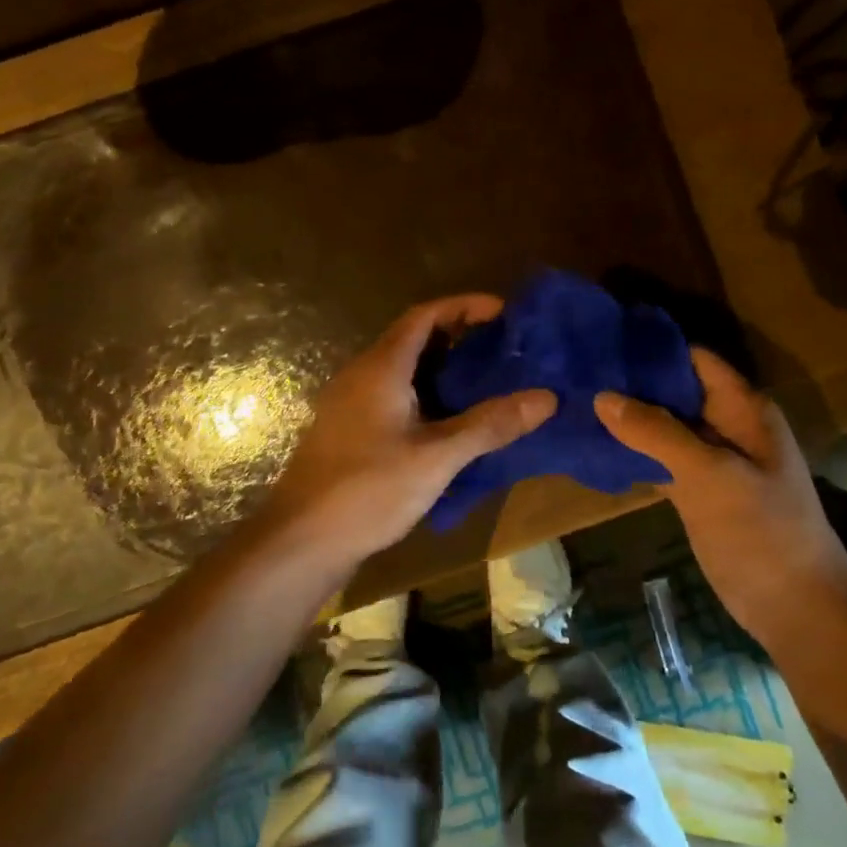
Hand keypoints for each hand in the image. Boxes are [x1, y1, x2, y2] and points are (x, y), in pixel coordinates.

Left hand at [259, 294, 555, 570]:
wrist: (301, 541)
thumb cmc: (368, 489)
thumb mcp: (437, 457)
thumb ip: (490, 425)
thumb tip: (546, 398)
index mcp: (381, 367)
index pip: (425, 315)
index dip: (464, 306)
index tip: (504, 313)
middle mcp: (362, 375)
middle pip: (414, 338)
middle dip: (459, 337)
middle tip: (504, 349)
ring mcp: (352, 404)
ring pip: (404, 370)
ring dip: (443, 368)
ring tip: (488, 381)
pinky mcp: (350, 432)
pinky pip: (395, 396)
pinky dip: (427, 396)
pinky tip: (452, 422)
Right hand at [594, 350, 846, 644]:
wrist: (794, 606)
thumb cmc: (761, 531)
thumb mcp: (710, 475)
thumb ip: (657, 433)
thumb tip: (602, 396)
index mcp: (743, 408)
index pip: (693, 360)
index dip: (651, 348)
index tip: (602, 341)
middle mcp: (727, 424)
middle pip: (674, 390)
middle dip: (630, 382)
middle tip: (576, 371)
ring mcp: (711, 459)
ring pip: (663, 425)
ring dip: (627, 417)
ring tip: (575, 400)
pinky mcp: (697, 489)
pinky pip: (660, 458)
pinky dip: (632, 451)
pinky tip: (593, 444)